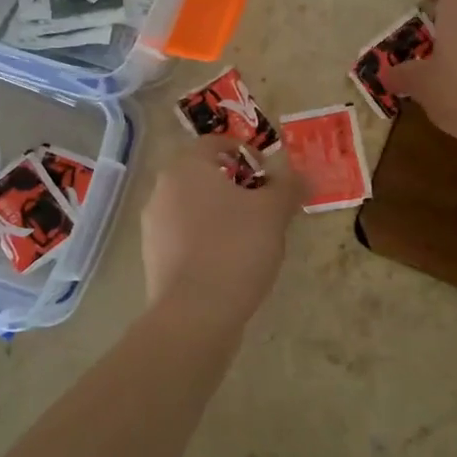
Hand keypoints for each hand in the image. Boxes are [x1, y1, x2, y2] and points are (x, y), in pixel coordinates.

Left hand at [141, 138, 302, 325]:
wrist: (195, 313)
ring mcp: (153, 226)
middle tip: (266, 206)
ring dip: (222, 214)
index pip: (216, 143)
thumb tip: (303, 176)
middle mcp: (162, 189)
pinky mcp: (154, 258)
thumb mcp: (273, 212)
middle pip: (204, 175)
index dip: (247, 153)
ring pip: (195, 207)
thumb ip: (288, 187)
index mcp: (186, 167)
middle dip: (236, 186)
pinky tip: (231, 263)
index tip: (269, 175)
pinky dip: (208, 240)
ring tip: (252, 238)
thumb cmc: (235, 247)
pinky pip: (186, 236)